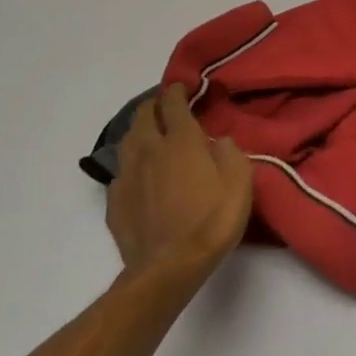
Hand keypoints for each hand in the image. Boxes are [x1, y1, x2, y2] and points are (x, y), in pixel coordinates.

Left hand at [108, 84, 253, 280]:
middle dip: (153, 106)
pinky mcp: (115, 202)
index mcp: (181, 142)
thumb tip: (218, 141)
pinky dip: (130, 166)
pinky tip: (138, 175)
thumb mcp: (240, 182)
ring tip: (148, 133)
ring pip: (127, 141)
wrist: (169, 268)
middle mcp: (150, 151)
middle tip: (164, 106)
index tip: (181, 87)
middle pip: (143, 117)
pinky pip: (121, 173)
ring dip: (138, 131)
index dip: (176, 91)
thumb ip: (230, 153)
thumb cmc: (212, 221)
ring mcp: (128, 176)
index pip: (173, 104)